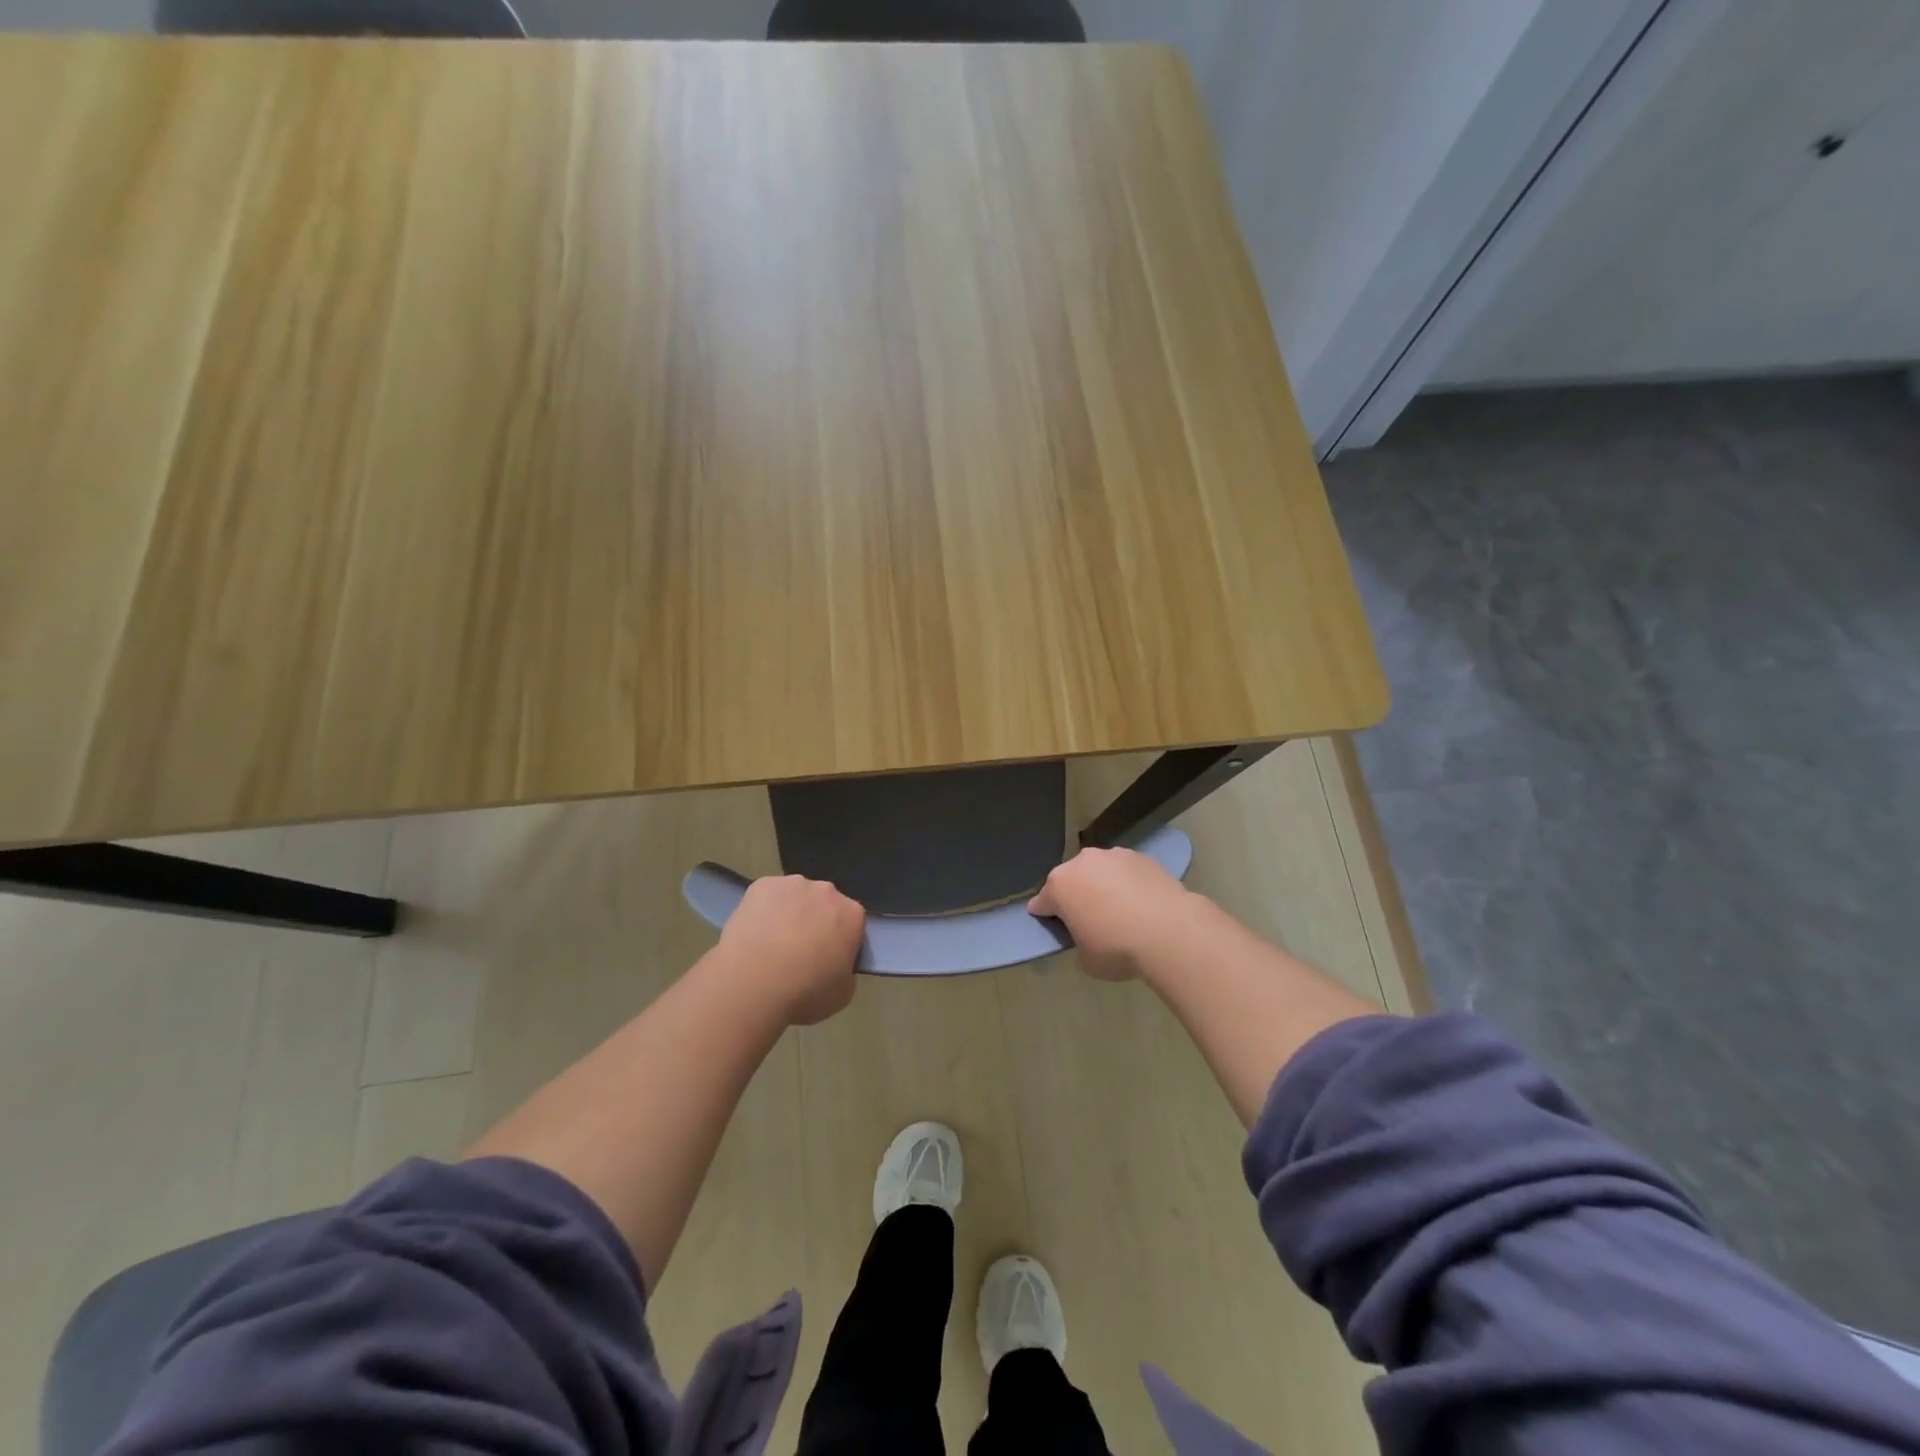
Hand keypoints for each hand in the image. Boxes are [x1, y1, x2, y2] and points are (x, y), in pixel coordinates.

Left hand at [717, 876, 865, 1025]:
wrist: (751, 983)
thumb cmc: (803, 993)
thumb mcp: (842, 994)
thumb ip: (846, 971)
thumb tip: (834, 964)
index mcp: (852, 915)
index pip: (853, 922)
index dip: (841, 940)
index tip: (829, 959)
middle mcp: (826, 891)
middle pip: (825, 904)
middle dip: (816, 922)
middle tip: (800, 952)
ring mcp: (792, 884)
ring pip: (795, 897)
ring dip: (790, 913)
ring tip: (771, 944)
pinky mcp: (761, 885)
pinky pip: (768, 896)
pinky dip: (764, 910)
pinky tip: (754, 933)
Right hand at [1028, 847, 1195, 981]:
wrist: (1169, 931)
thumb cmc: (1117, 948)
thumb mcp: (1086, 959)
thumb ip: (1077, 941)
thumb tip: (1087, 935)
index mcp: (1060, 886)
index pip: (1042, 901)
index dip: (1044, 914)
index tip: (1049, 924)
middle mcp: (1082, 862)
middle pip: (1071, 879)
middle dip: (1075, 895)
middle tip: (1088, 919)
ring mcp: (1113, 855)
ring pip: (1099, 871)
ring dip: (1102, 885)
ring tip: (1119, 910)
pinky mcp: (1141, 857)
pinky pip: (1126, 871)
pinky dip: (1127, 883)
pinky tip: (1141, 903)